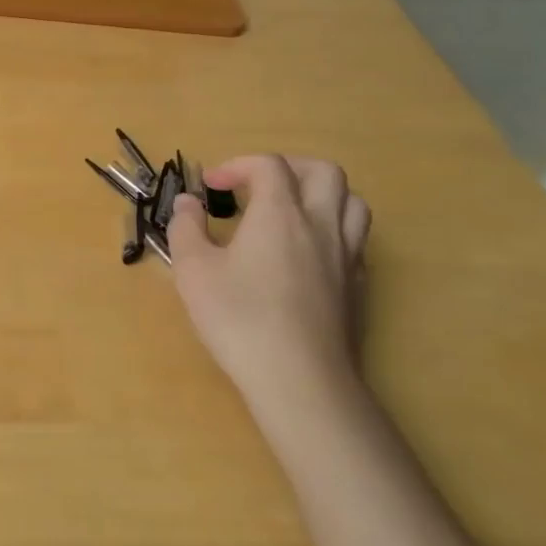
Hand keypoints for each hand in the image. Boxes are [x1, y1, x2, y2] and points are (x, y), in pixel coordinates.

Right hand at [167, 155, 371, 438]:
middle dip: (288, 167)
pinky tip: (309, 254)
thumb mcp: (193, 270)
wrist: (299, 380)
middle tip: (258, 185)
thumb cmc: (239, 318)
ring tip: (292, 211)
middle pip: (323, 171)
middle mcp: (321, 224)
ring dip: (321, 194)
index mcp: (280, 213)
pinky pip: (356, 241)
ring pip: (353, 203)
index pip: (268, 165)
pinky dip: (333, 231)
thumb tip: (188, 203)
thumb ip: (186, 227)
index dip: (237, 165)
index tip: (211, 187)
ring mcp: (347, 257)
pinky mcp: (359, 288)